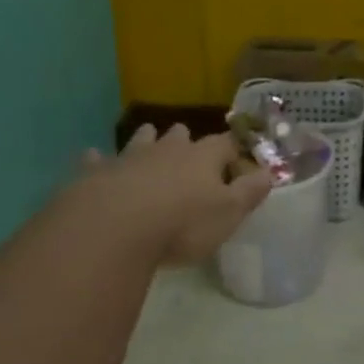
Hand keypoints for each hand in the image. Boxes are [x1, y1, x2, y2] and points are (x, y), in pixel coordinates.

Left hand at [66, 123, 271, 267]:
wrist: (115, 228)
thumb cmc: (181, 224)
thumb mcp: (228, 214)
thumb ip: (250, 192)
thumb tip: (270, 172)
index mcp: (203, 156)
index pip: (224, 144)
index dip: (232, 152)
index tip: (236, 163)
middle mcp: (167, 149)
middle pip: (180, 135)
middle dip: (185, 140)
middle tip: (188, 151)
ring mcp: (130, 157)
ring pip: (141, 139)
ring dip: (146, 141)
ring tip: (149, 141)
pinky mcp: (97, 172)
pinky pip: (97, 159)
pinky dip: (98, 160)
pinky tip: (93, 159)